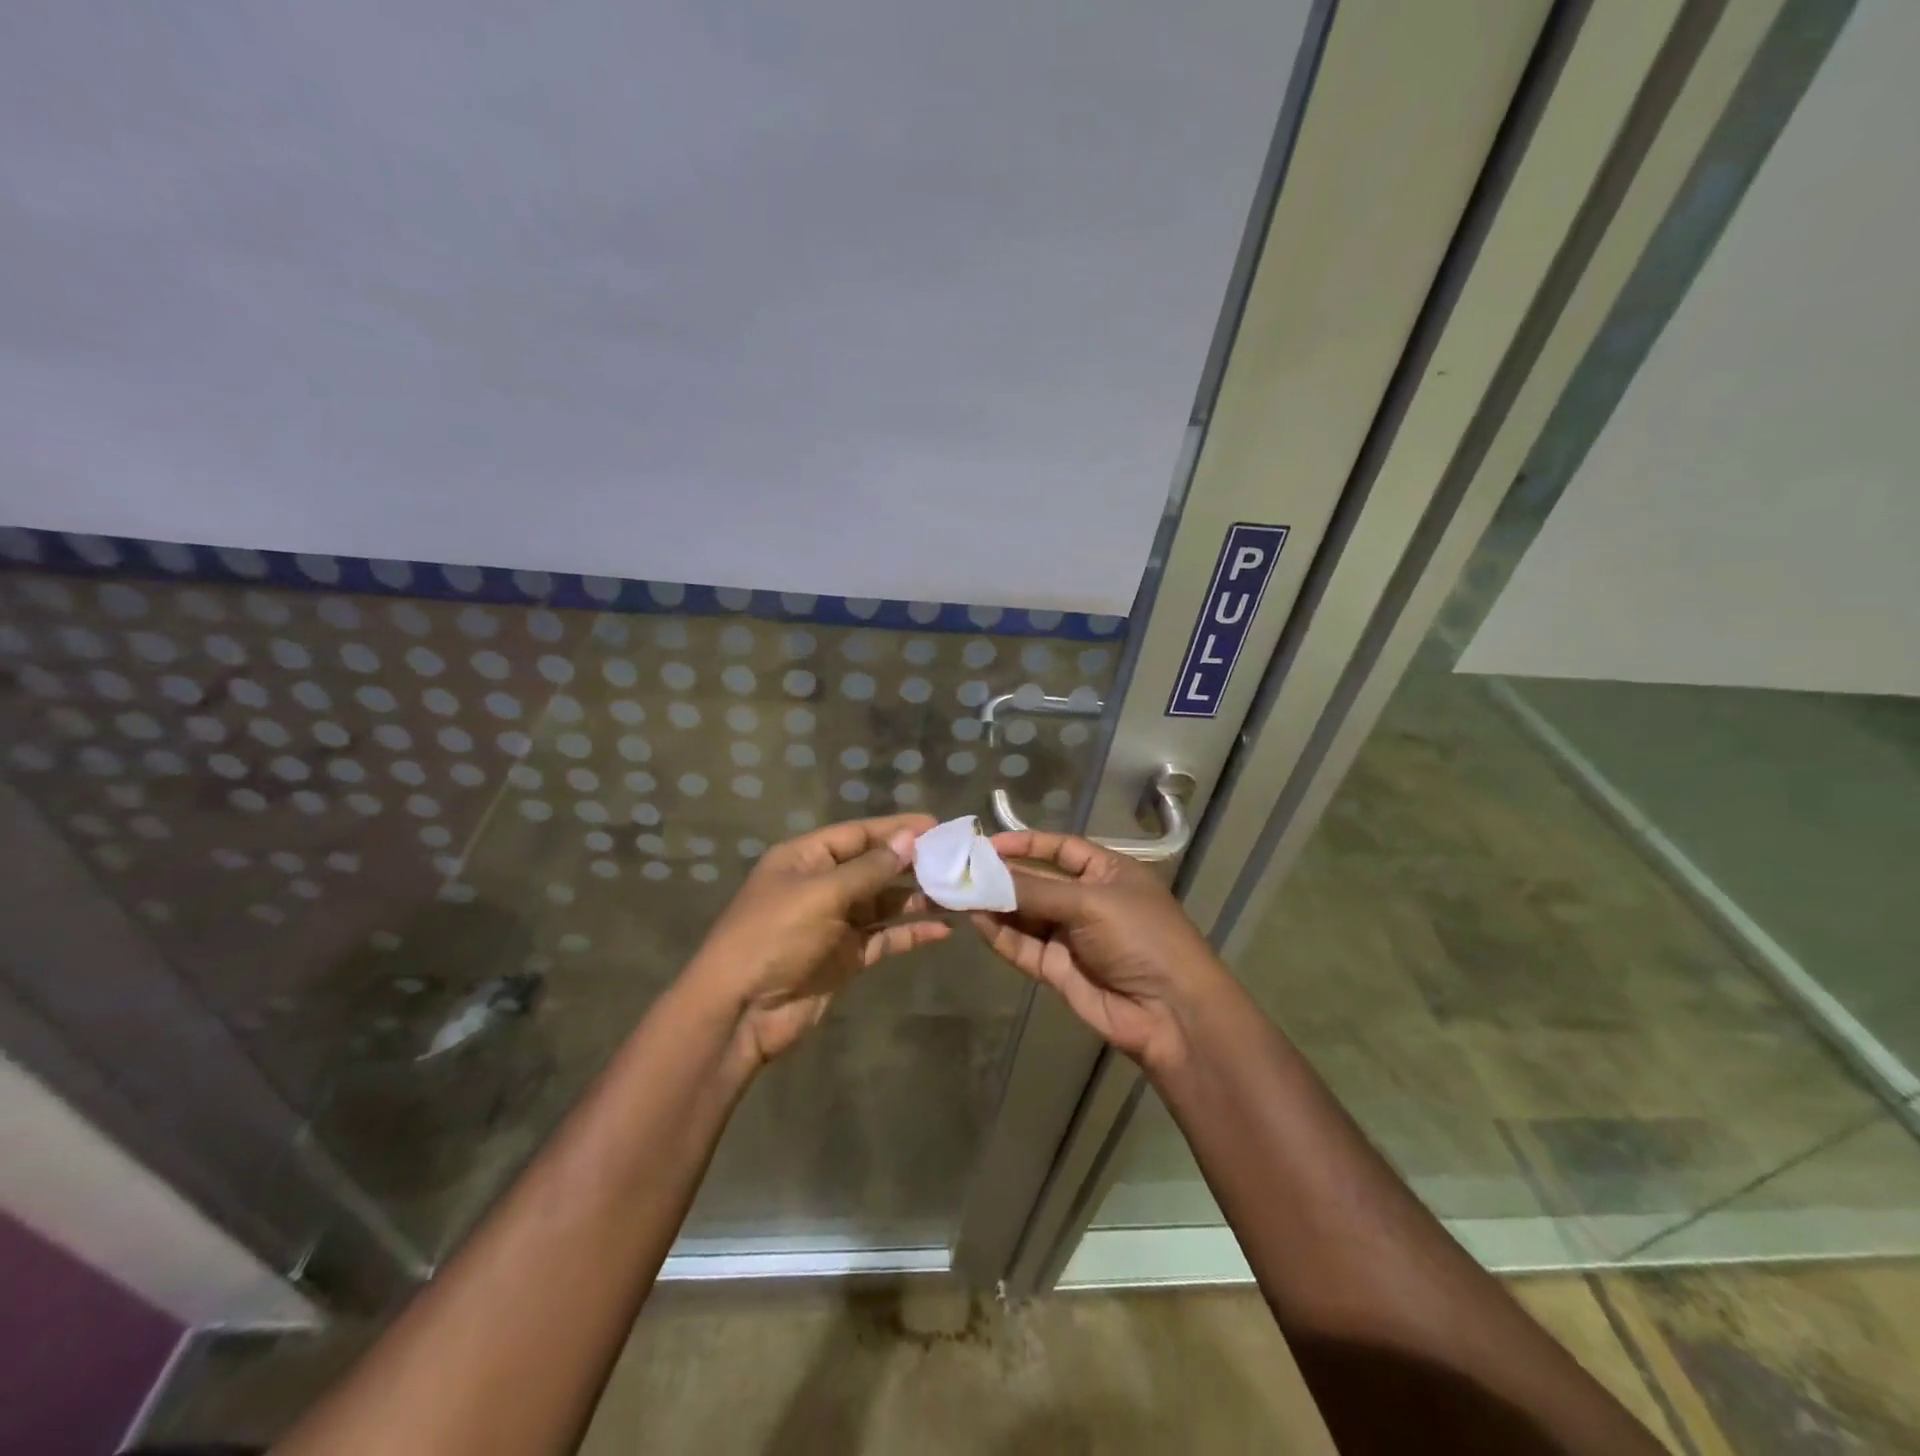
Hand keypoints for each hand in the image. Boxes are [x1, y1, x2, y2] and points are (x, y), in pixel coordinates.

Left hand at [687, 813, 949, 1064]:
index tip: (938, 826)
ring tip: (958, 894)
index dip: (896, 829)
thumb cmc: (773, 937)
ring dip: (917, 899)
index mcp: (805, 859)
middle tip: (956, 860)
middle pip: (874, 867)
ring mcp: (834, 923)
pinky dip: (910, 933)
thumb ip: (869, 869)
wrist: (740, 1012)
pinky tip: (942, 930)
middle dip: (912, 864)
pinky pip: (884, 938)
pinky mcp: (845, 956)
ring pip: (884, 904)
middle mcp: (821, 885)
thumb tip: (910, 839)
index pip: (858, 834)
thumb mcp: (821, 895)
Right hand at [970, 830, 1231, 1074]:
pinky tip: (977, 921)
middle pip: (1038, 882)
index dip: (1028, 844)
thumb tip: (988, 877)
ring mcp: (1071, 936)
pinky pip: (1023, 946)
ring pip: (1025, 914)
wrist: (1171, 1013)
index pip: (1062, 849)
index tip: (990, 843)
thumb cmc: (1141, 938)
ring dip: (996, 905)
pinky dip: (1001, 935)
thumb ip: (1037, 891)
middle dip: (1003, 876)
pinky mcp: (1057, 969)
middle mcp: (1087, 900)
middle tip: (962, 869)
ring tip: (959, 893)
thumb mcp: (1091, 903)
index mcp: (1108, 873)